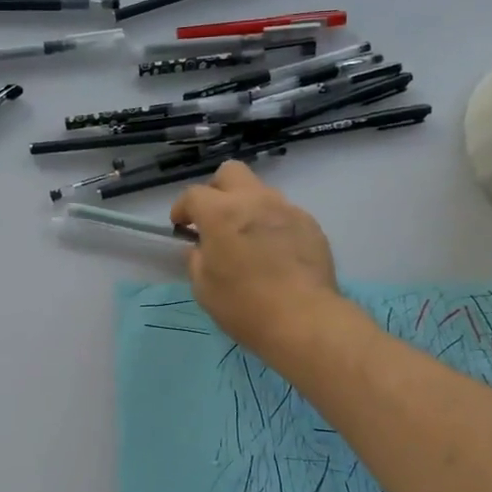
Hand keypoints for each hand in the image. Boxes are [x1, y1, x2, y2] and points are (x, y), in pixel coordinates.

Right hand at [172, 161, 339, 359]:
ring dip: (248, 207)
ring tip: (248, 239)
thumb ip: (197, 259)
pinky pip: (285, 214)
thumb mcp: (204, 287)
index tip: (181, 226)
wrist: (304, 319)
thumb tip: (200, 247)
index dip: (182, 208)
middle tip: (214, 218)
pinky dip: (273, 225)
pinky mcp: (310, 225)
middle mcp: (254, 201)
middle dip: (217, 189)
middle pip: (231, 172)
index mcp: (221, 213)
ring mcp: (286, 209)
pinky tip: (275, 253)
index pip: (193, 194)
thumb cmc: (244, 305)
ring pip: (261, 192)